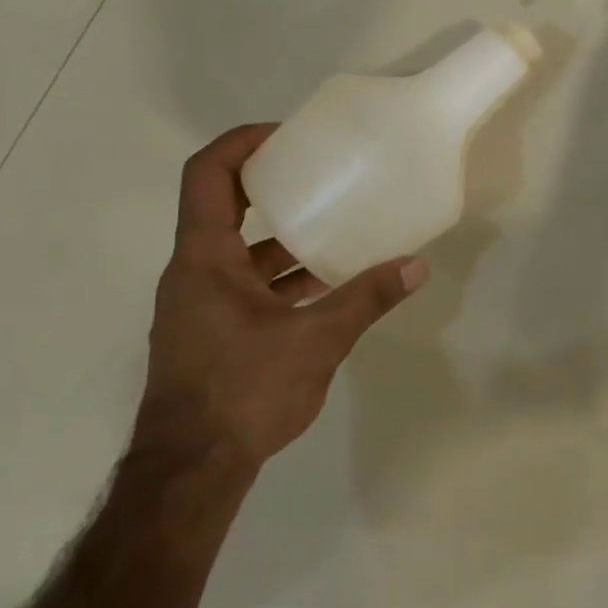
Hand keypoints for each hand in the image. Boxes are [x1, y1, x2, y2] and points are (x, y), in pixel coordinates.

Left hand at [138, 123, 427, 470]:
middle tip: (319, 174)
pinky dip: (279, 278)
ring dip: (281, 239)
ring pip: (239, 253)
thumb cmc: (244, 391)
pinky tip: (323, 288)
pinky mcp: (209, 334)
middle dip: (271, 187)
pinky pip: (244, 286)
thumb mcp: (316, 340)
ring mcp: (198, 306)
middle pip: (224, 207)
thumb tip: (416, 264)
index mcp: (204, 257)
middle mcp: (193, 272)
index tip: (286, 135)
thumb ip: (366, 299)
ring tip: (334, 228)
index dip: (241, 143)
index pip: (207, 174)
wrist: (190, 472)